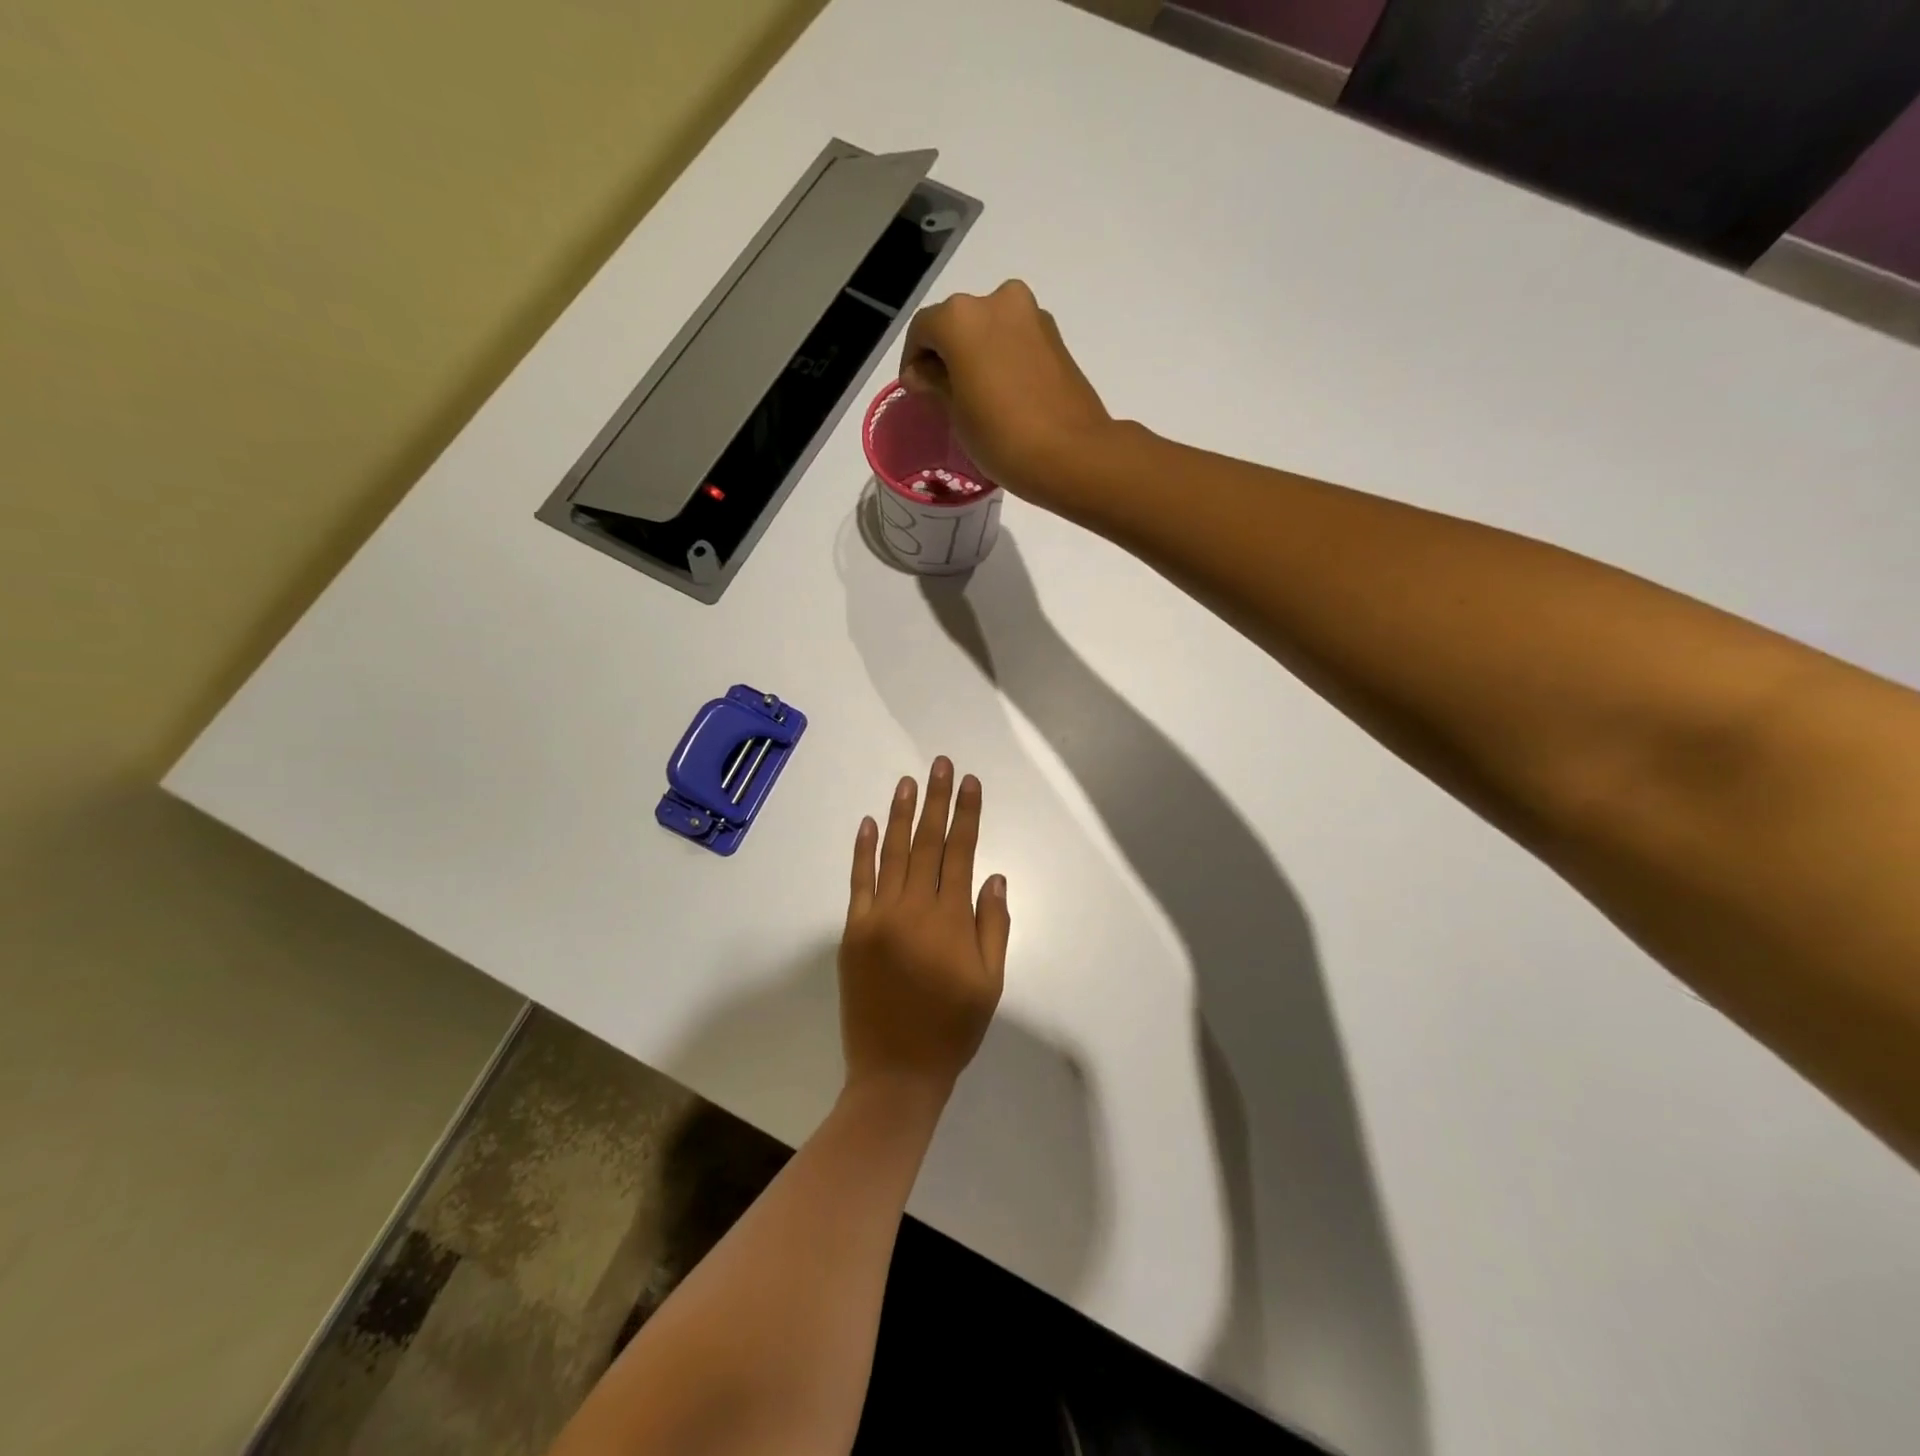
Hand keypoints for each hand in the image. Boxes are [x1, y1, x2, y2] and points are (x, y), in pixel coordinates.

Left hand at [839, 758, 1008, 1098]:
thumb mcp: (990, 983)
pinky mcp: (854, 931)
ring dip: (901, 814)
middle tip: (940, 764)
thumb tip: (993, 876)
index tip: (970, 782)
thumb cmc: (952, 1030)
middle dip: (936, 800)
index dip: (967, 814)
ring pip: (892, 853)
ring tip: (908, 781)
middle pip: (927, 842)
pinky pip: (859, 882)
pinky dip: (863, 851)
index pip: (961, 852)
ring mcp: (878, 917)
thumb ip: (993, 927)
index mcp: (951, 920)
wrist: (895, 1072)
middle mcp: (914, 909)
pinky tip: (868, 823)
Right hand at [899, 280, 1113, 510]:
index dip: (912, 360)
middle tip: (944, 394)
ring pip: (990, 329)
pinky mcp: (1056, 336)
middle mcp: (997, 301)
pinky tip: (1004, 394)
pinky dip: (1003, 358)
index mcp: (961, 317)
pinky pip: (1016, 341)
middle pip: (958, 323)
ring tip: (976, 396)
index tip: (915, 392)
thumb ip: (935, 383)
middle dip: (947, 354)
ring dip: (977, 354)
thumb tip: (921, 373)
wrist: (1072, 454)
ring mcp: (1032, 315)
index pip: (923, 330)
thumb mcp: (956, 414)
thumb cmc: (1002, 437)